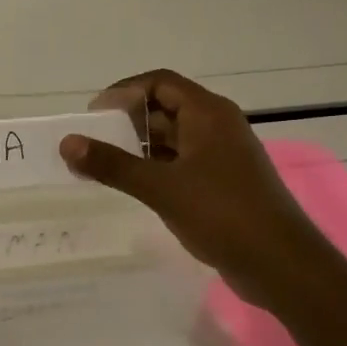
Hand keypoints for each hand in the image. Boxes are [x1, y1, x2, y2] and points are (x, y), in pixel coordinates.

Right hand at [60, 69, 326, 307]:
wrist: (279, 262)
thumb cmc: (222, 213)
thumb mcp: (161, 187)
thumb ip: (112, 164)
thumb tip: (67, 142)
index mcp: (208, 114)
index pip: (159, 82)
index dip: (122, 92)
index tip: (92, 115)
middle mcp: (216, 127)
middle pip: (164, 108)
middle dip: (126, 122)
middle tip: (91, 143)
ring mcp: (221, 156)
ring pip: (172, 139)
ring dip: (138, 148)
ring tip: (102, 166)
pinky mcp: (221, 183)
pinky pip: (180, 164)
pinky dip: (153, 168)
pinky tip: (132, 186)